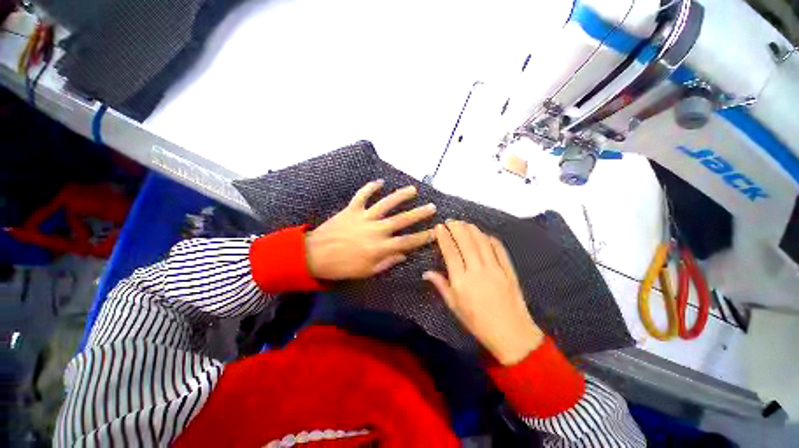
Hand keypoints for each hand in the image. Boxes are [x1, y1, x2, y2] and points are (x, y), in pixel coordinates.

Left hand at [305, 180, 436, 280]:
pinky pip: (362, 195)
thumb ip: (387, 262)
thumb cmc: (342, 267)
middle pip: (402, 220)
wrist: (314, 255)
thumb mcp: (367, 271)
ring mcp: (364, 217)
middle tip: (432, 207)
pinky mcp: (352, 209)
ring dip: (400, 196)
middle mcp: (375, 230)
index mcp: (380, 247)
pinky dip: (371, 187)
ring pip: (386, 203)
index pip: (407, 242)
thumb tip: (404, 254)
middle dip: (419, 213)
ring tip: (413, 189)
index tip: (435, 232)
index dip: (423, 237)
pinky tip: (380, 181)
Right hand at [424, 221, 543, 364]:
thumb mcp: (454, 306)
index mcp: (461, 280)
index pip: (450, 251)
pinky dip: (490, 238)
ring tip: (464, 223)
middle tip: (450, 220)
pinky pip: (498, 248)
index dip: (444, 236)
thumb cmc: (477, 322)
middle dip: (457, 227)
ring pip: (481, 241)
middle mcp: (477, 270)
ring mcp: (495, 268)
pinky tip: (484, 235)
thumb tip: (426, 272)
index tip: (439, 227)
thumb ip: (441, 286)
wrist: (511, 333)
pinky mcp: (508, 269)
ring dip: (472, 229)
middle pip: (466, 241)